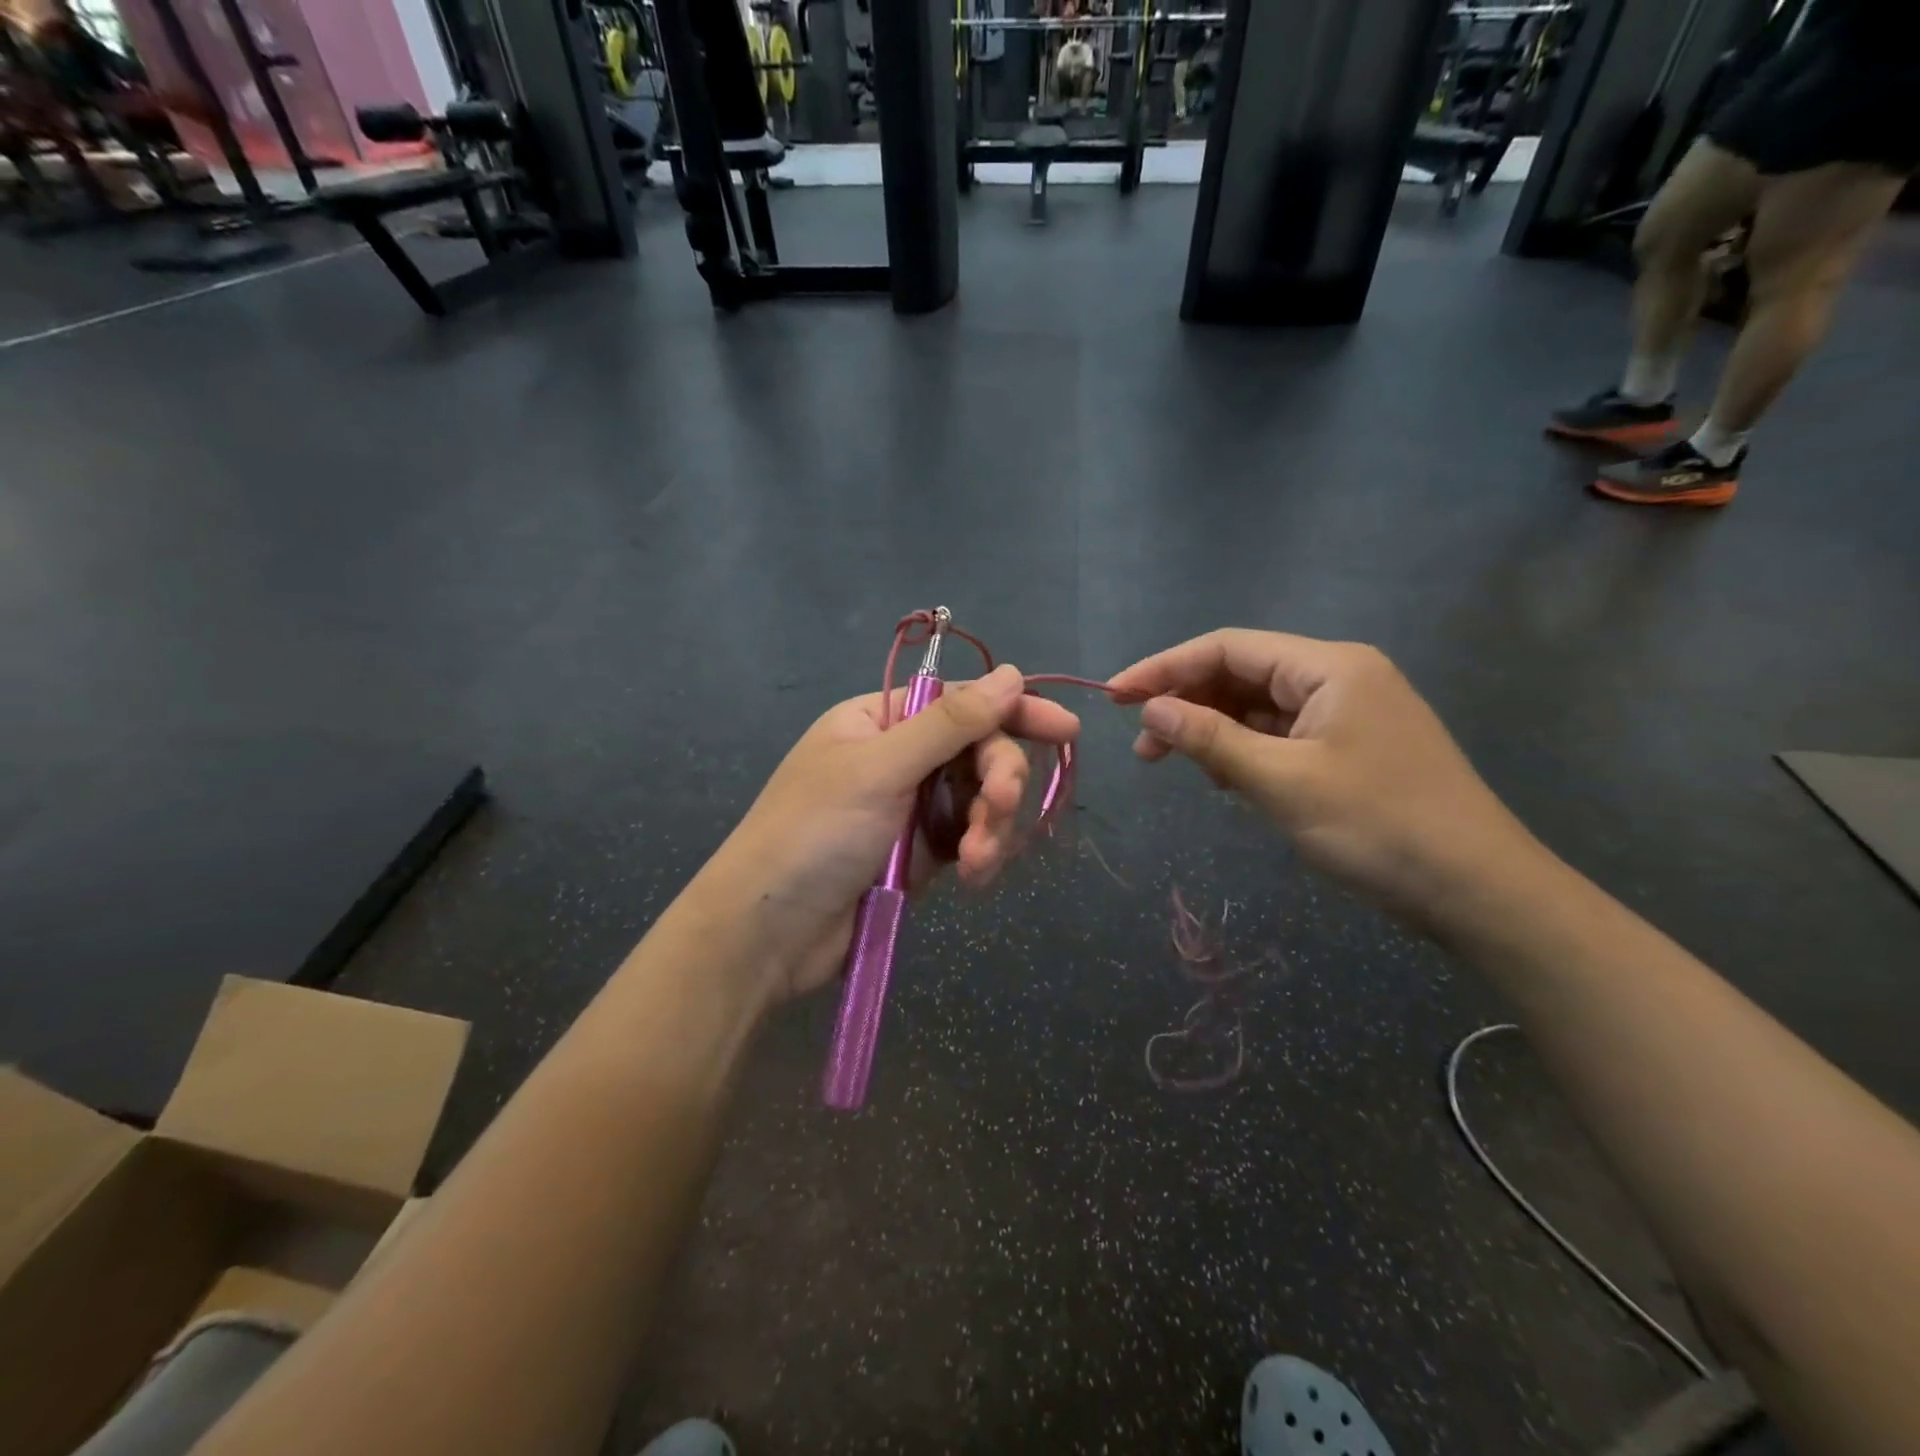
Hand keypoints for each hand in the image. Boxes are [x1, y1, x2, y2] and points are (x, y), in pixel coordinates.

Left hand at [702, 664, 1079, 1003]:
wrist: (771, 933)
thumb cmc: (815, 833)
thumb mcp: (881, 769)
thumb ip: (950, 723)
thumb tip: (1011, 674)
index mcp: (882, 720)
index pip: (963, 703)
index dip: (1015, 711)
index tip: (1066, 729)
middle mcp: (902, 757)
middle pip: (980, 753)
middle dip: (1000, 781)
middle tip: (1001, 808)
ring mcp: (913, 807)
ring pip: (983, 800)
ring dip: (992, 826)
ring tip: (977, 861)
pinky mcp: (923, 854)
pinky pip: (972, 839)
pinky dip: (981, 854)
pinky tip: (974, 877)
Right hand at [1107, 630, 1542, 927]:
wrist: (1477, 892)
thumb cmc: (1378, 826)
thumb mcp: (1282, 781)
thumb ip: (1210, 738)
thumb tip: (1151, 707)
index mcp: (1329, 667)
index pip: (1227, 648)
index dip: (1165, 667)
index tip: (1115, 695)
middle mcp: (1338, 677)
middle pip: (1241, 674)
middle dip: (1186, 702)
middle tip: (1142, 745)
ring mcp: (1346, 714)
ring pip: (1257, 706)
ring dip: (1211, 729)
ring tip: (1172, 763)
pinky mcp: (1348, 748)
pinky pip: (1279, 735)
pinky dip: (1243, 750)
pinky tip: (1221, 777)